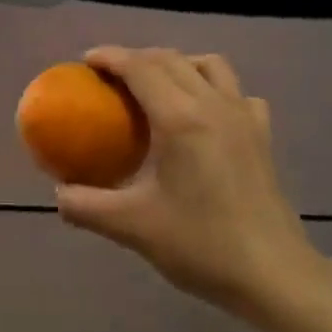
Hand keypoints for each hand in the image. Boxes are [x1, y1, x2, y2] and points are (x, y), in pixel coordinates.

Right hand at [55, 47, 331, 325]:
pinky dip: (213, 88)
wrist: (273, 275)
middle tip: (109, 78)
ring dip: (177, 64)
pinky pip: (237, 93)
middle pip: (171, 60)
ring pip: (209, 66)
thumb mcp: (130, 227)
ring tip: (155, 87)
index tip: (85, 62)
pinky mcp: (262, 136)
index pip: (140, 67)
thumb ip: (85, 206)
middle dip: (136, 58)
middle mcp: (215, 105)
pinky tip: (203, 114)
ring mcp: (245, 117)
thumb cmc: (200, 245)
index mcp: (181, 119)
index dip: (110, 57)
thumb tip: (58, 193)